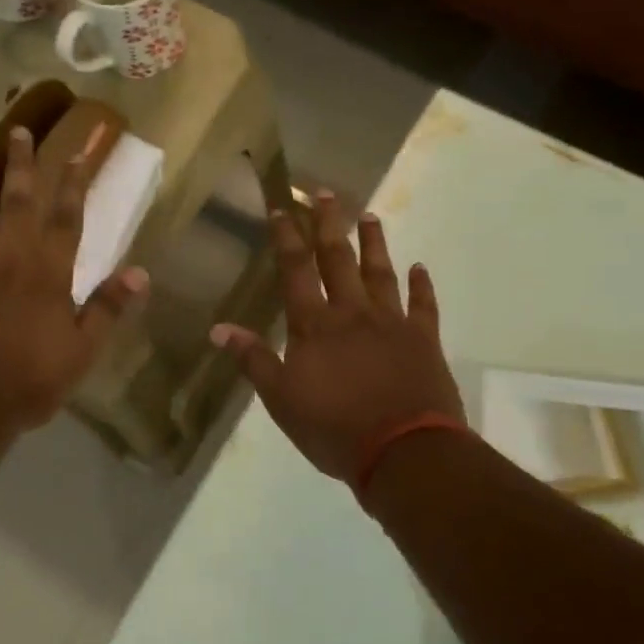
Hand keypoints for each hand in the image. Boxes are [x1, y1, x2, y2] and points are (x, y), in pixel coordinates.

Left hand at [0, 124, 148, 433]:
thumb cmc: (30, 381)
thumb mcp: (82, 352)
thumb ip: (107, 309)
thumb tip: (140, 273)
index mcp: (47, 274)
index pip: (66, 218)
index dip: (74, 183)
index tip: (78, 150)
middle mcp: (8, 259)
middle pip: (17, 202)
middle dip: (21, 165)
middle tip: (19, 130)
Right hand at [211, 194, 462, 484]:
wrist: (404, 451)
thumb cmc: (334, 428)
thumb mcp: (281, 400)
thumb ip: (254, 360)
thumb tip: (219, 329)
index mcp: (314, 326)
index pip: (296, 271)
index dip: (287, 238)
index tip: (282, 208)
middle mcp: (353, 313)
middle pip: (339, 259)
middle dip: (329, 224)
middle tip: (327, 192)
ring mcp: (392, 323)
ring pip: (381, 273)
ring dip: (374, 244)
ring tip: (371, 216)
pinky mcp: (424, 340)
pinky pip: (423, 306)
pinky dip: (421, 286)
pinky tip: (420, 269)